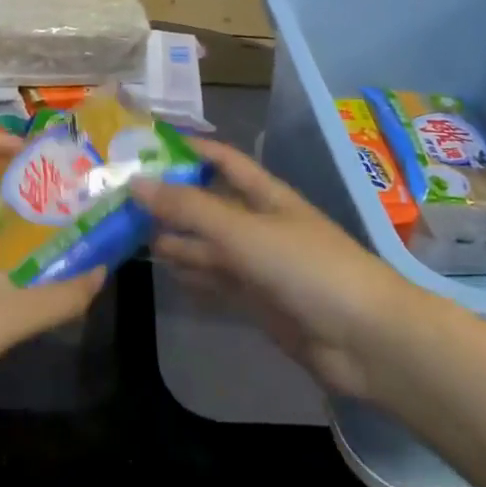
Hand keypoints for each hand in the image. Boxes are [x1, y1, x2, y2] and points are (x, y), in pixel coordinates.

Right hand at [133, 139, 417, 400]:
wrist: (365, 339)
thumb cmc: (306, 267)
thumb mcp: (244, 231)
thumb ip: (190, 208)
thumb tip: (136, 181)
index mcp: (265, 195)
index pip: (221, 160)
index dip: (188, 149)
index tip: (144, 146)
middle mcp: (260, 224)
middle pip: (208, 204)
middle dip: (171, 200)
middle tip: (120, 200)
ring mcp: (260, 264)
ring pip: (208, 245)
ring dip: (176, 239)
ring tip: (131, 235)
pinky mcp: (259, 301)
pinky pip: (217, 280)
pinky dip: (192, 274)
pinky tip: (166, 271)